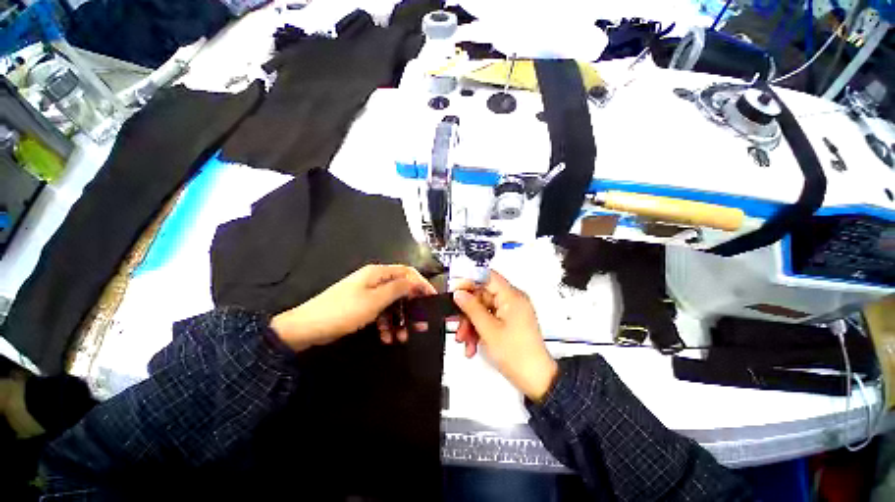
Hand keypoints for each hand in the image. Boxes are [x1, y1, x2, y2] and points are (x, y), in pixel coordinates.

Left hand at [271, 264, 435, 351]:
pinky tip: (387, 337)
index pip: (407, 273)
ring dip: (398, 320)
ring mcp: (367, 294)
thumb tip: (415, 282)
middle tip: (420, 325)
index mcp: (378, 273)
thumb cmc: (344, 311)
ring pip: (391, 304)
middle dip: (411, 308)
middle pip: (400, 290)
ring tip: (401, 337)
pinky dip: (386, 324)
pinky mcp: (361, 307)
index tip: (431, 298)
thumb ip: (398, 289)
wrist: (307, 328)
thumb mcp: (375, 300)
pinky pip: (380, 313)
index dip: (421, 284)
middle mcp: (374, 281)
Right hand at [452, 271, 558, 401]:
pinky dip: (479, 330)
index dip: (469, 280)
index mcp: (512, 296)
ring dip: (471, 324)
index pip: (487, 277)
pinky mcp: (510, 322)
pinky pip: (490, 319)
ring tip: (464, 342)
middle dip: (468, 311)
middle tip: (456, 324)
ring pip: (484, 309)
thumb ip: (472, 308)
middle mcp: (513, 300)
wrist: (536, 380)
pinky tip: (472, 346)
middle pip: (483, 295)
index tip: (454, 289)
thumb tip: (459, 293)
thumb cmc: (516, 355)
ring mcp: (511, 312)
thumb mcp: (488, 330)